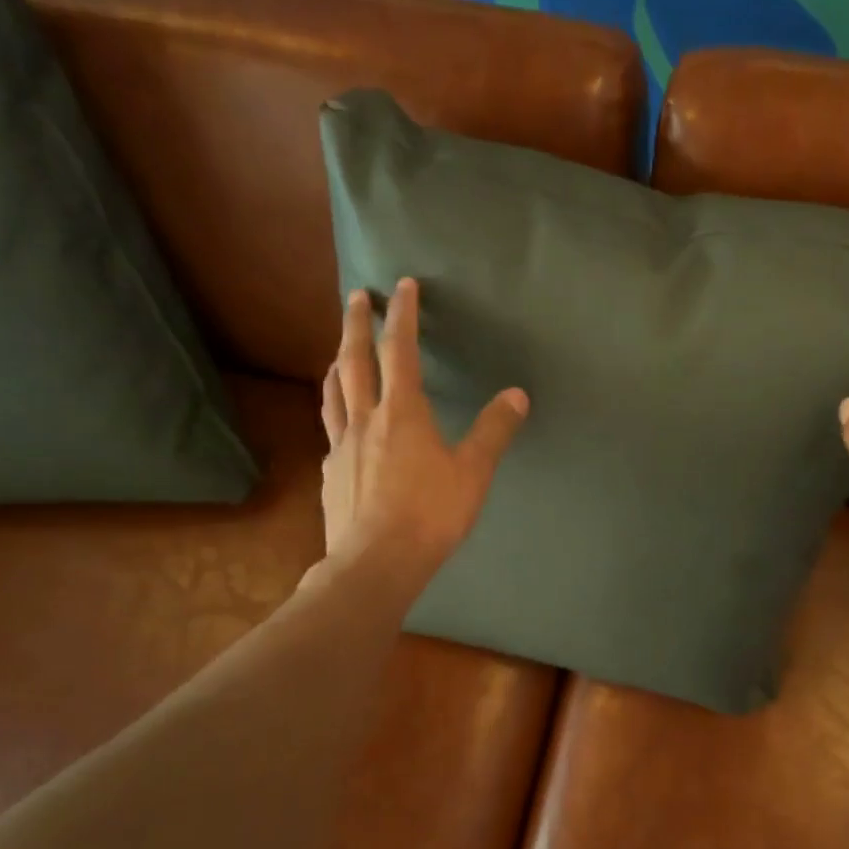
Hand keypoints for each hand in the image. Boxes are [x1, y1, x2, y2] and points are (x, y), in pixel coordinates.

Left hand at [316, 278, 527, 583]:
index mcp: (403, 413)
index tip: (402, 285)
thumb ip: (494, 431)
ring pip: (334, 391)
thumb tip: (517, 395)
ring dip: (337, 361)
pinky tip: (340, 422)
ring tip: (339, 349)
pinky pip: (330, 428)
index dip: (403, 316)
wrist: (375, 563)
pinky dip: (335, 409)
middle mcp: (365, 419)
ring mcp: (342, 446)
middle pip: (355, 360)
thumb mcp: (473, 472)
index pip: (401, 352)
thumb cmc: (430, 514)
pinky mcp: (331, 473)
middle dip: (356, 324)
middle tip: (356, 296)